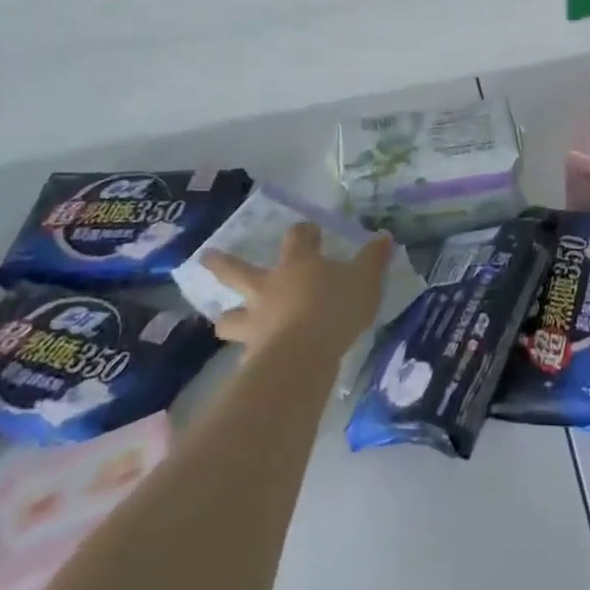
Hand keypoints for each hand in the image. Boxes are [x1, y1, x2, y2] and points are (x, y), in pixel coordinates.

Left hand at [201, 223, 392, 356]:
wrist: (303, 354)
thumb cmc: (335, 307)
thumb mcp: (365, 279)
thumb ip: (373, 259)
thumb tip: (384, 238)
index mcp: (297, 264)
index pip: (297, 237)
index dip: (303, 232)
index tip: (309, 231)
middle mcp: (269, 287)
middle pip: (238, 271)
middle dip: (222, 263)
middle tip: (205, 257)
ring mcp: (256, 320)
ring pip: (230, 315)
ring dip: (227, 315)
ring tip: (223, 319)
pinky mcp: (252, 352)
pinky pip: (243, 350)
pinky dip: (246, 352)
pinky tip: (249, 358)